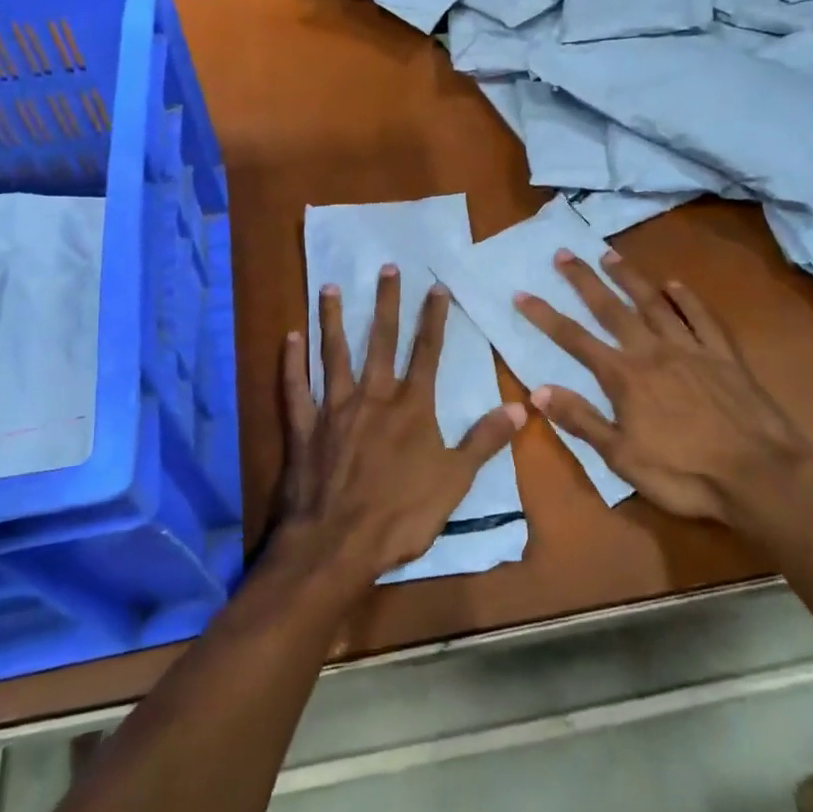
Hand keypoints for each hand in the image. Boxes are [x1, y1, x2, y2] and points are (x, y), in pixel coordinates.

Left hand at [277, 266, 526, 583]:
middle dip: (386, 303)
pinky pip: (295, 388)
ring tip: (331, 286)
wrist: (337, 544)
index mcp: (411, 408)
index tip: (435, 286)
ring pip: (335, 354)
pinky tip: (290, 336)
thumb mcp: (455, 481)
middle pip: (381, 341)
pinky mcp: (303, 427)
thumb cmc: (401, 515)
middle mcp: (373, 396)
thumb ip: (485, 441)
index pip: (427, 352)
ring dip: (334, 319)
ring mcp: (334, 409)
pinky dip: (292, 362)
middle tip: (385, 267)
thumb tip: (522, 408)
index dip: (433, 318)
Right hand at [513, 251, 812, 529]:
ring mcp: (691, 349)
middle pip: (612, 309)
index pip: (575, 339)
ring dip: (630, 278)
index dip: (545, 316)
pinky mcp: (724, 356)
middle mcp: (653, 351)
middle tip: (564, 254)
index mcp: (624, 377)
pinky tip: (677, 285)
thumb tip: (538, 390)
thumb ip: (581, 420)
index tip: (522, 293)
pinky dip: (687, 299)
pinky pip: (702, 318)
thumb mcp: (622, 458)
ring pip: (654, 303)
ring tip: (610, 255)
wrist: (760, 476)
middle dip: (584, 280)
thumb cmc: (684, 474)